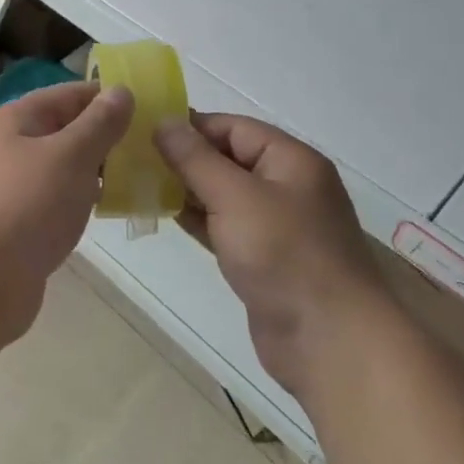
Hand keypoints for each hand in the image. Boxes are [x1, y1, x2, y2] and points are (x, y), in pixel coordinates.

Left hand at [0, 81, 133, 340]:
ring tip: (140, 176)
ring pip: (61, 168)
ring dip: (95, 171)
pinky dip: (80, 201)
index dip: (107, 97)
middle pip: (64, 130)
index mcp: (15, 120)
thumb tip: (121, 91)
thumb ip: (99, 124)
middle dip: (105, 136)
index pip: (68, 94)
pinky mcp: (16, 225)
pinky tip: (108, 210)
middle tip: (152, 146)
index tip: (150, 108)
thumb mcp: (70, 157)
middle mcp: (8, 148)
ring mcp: (10, 188)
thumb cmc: (24, 208)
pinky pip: (55, 201)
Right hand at [153, 113, 381, 397]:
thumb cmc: (284, 254)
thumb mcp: (235, 197)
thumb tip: (164, 122)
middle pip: (228, 158)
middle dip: (184, 158)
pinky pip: (224, 226)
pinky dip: (197, 219)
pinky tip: (164, 215)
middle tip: (133, 159)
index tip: (144, 131)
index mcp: (291, 160)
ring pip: (223, 194)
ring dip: (186, 189)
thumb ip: (196, 159)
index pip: (233, 127)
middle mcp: (286, 186)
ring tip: (139, 184)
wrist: (330, 341)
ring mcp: (276, 225)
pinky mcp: (263, 258)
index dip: (190, 126)